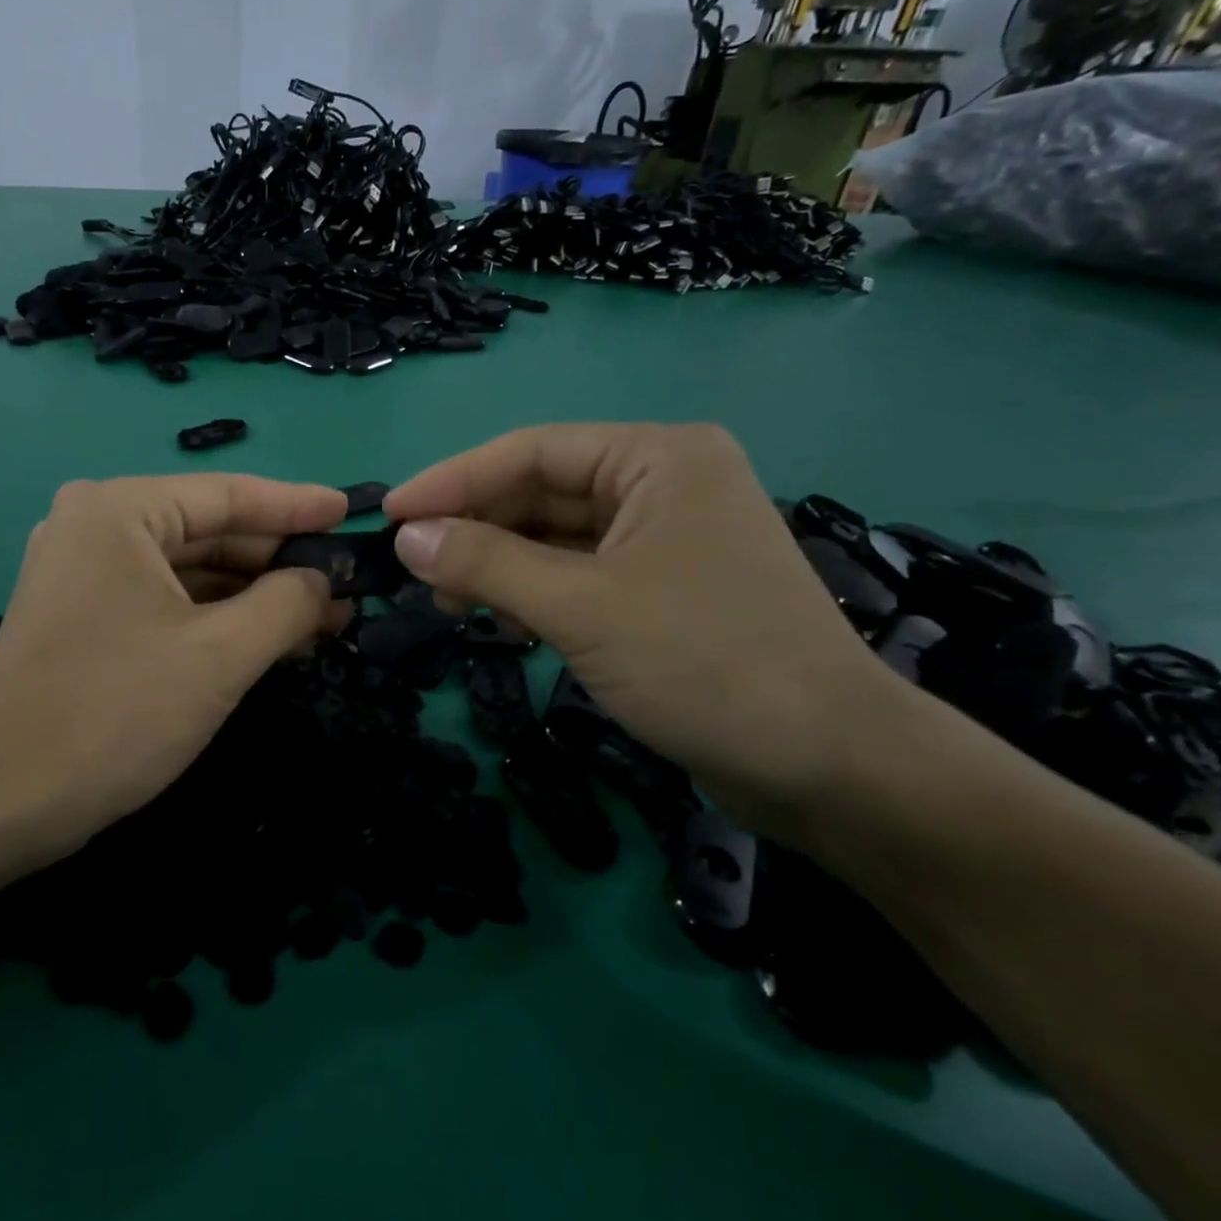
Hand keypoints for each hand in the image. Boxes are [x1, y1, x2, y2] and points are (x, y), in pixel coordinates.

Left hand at [0, 474, 347, 864]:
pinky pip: (164, 599)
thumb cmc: (116, 712)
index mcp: (119, 510)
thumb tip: (323, 580)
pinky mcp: (81, 614)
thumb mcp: (220, 655)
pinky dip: (215, 617)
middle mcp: (94, 525)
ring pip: (188, 570)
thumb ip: (286, 604)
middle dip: (277, 561)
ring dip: (251, 594)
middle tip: (344, 584)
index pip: (228, 495)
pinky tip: (264, 637)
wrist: (2, 799)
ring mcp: (82, 571)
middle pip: (208, 531)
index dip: (297, 507)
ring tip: (320, 616)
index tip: (350, 514)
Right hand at [382, 423, 898, 839]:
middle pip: (540, 492)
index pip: (530, 452)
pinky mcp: (661, 589)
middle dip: (476, 530)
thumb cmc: (703, 664)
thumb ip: (484, 564)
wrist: (828, 768)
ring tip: (451, 603)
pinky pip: (577, 573)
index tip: (391, 515)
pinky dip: (532, 592)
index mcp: (657, 458)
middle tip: (416, 571)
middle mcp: (662, 484)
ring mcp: (664, 539)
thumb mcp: (579, 607)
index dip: (452, 481)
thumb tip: (406, 537)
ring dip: (498, 565)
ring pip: (554, 537)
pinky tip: (501, 619)